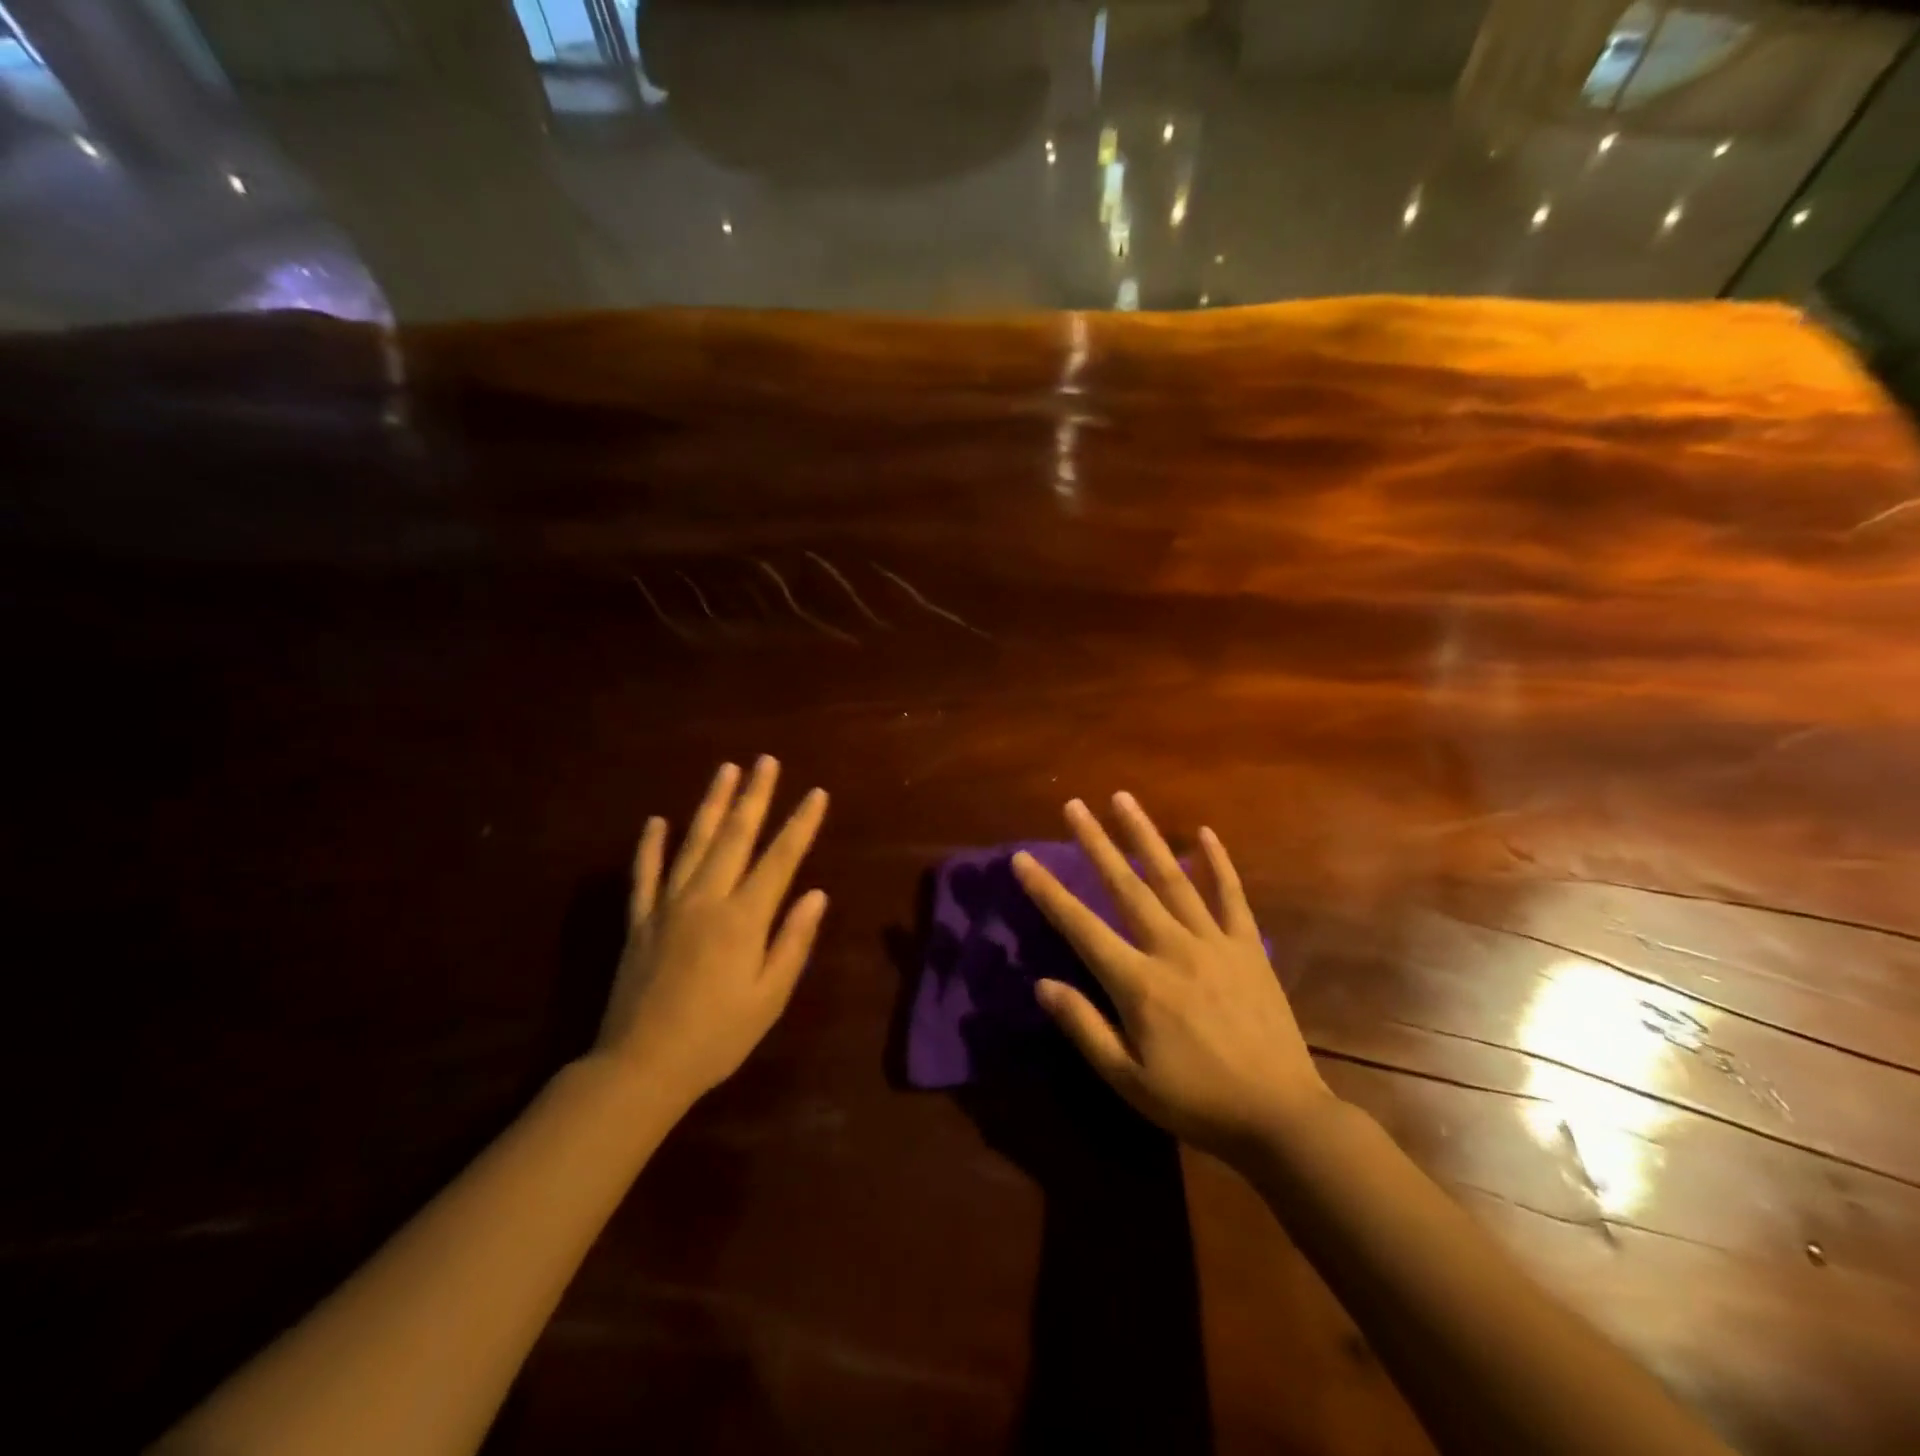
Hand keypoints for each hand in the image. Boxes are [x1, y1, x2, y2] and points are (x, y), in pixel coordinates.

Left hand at [595, 756, 828, 1105]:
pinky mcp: (639, 921)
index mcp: (743, 919)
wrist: (641, 1067)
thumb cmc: (717, 1037)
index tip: (816, 793)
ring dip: (711, 804)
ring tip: (726, 770)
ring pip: (693, 843)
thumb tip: (816, 894)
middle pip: (735, 837)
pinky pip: (645, 875)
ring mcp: (668, 906)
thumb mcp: (769, 998)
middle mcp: (706, 900)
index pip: (780, 859)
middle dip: (755, 796)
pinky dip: (650, 846)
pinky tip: (657, 821)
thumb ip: (793, 942)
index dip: (800, 824)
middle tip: (766, 761)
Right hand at [1012, 794, 1331, 1165]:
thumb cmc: (1196, 1102)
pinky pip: (1232, 895)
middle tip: (1074, 805)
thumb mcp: (1128, 1080)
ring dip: (1145, 835)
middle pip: (1125, 885)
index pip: (1080, 926)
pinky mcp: (1248, 947)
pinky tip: (1205, 833)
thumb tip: (1043, 984)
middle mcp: (1172, 948)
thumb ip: (1084, 1027)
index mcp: (1138, 983)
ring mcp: (1214, 942)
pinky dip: (1218, 862)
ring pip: (1173, 877)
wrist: (1281, 1117)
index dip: (1048, 891)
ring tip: (1123, 799)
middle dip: (1095, 842)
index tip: (1023, 858)